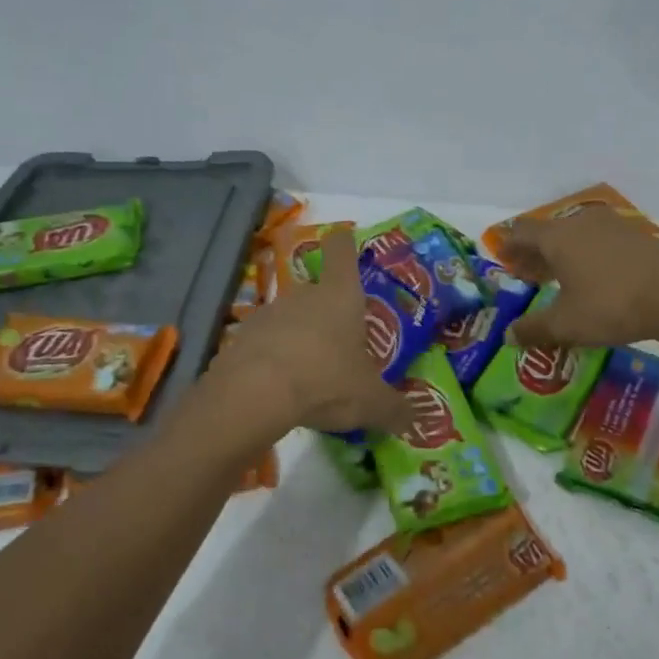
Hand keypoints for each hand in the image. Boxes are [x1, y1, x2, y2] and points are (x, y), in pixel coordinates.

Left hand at [204, 227, 415, 438]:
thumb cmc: (327, 381)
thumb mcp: (371, 402)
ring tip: (312, 371)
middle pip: (317, 291)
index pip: (342, 252)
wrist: (255, 394)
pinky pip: (266, 343)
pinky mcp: (242, 338)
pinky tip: (282, 386)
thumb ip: (395, 410)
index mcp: (340, 296)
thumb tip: (416, 421)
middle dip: (329, 312)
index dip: (345, 243)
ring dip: (300, 337)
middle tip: (342, 342)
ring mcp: (268, 314)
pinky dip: (274, 358)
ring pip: (290, 318)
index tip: (345, 238)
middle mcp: (304, 295)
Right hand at [502, 207, 658, 348]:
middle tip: (527, 274)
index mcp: (557, 237)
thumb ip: (533, 329)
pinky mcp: (638, 236)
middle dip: (535, 253)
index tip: (503, 261)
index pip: (521, 232)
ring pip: (576, 235)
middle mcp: (581, 223)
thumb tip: (508, 336)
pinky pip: (601, 241)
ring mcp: (613, 226)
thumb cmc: (610, 306)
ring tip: (560, 278)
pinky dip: (589, 256)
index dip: (509, 246)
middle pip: (548, 232)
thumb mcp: (565, 324)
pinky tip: (595, 278)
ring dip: (563, 254)